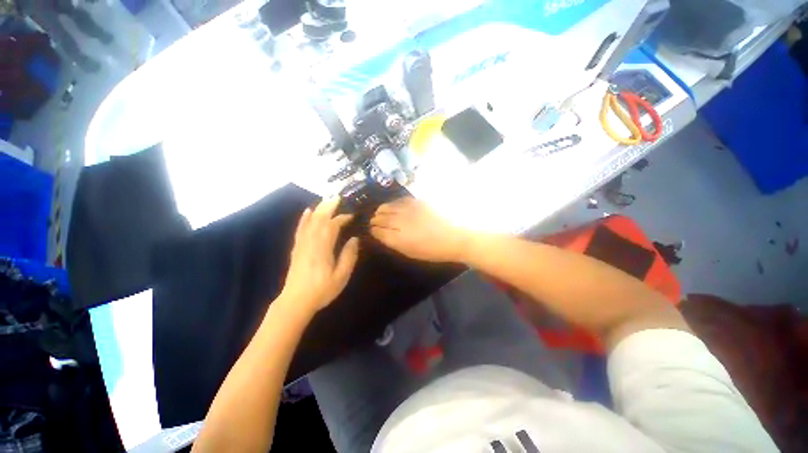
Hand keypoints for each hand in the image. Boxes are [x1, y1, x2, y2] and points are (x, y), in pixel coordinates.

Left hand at [281, 198, 359, 313]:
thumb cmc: (322, 290)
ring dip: (319, 209)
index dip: (342, 218)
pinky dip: (304, 219)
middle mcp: (311, 242)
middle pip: (319, 219)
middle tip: (338, 197)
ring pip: (310, 222)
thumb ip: (349, 256)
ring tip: (326, 199)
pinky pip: (300, 229)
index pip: (332, 226)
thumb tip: (354, 239)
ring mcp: (302, 244)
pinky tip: (307, 211)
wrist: (296, 302)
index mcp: (323, 248)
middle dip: (329, 207)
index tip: (352, 215)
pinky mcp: (296, 248)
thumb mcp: (341, 276)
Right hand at [370, 198, 469, 262]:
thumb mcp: (412, 252)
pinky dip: (393, 203)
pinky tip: (392, 205)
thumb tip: (383, 235)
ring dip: (381, 210)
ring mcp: (409, 210)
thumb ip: (395, 243)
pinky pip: (399, 200)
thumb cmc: (434, 250)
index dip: (374, 230)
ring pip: (388, 207)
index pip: (379, 232)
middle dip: (375, 220)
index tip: (372, 230)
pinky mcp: (418, 202)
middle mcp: (401, 223)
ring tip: (379, 212)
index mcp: (399, 239)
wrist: (456, 237)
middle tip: (374, 221)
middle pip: (381, 218)